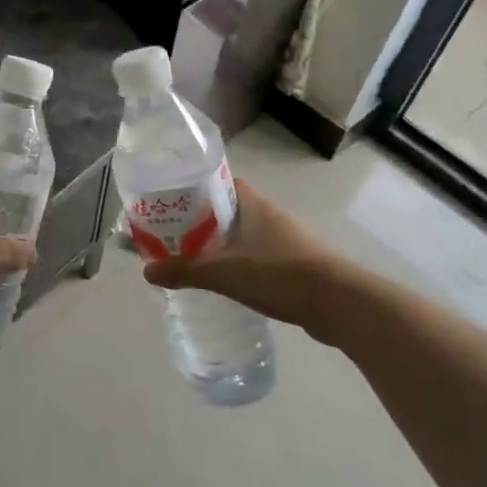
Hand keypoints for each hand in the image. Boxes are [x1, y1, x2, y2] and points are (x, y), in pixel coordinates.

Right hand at [141, 180, 340, 327]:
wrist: (340, 304)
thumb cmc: (279, 275)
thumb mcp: (223, 272)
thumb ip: (184, 270)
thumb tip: (146, 271)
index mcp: (253, 203)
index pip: (218, 182)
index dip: (193, 189)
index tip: (170, 204)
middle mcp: (270, 214)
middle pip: (227, 209)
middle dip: (201, 221)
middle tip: (173, 237)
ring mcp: (286, 239)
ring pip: (244, 235)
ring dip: (221, 244)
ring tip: (194, 261)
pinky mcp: (296, 264)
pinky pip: (259, 256)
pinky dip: (240, 264)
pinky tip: (228, 283)